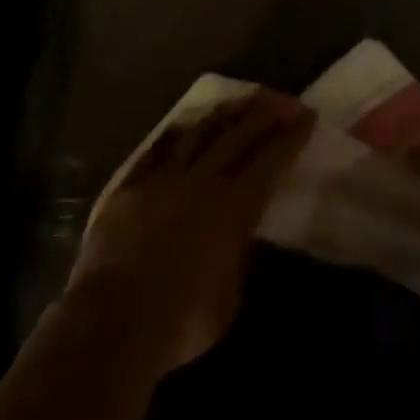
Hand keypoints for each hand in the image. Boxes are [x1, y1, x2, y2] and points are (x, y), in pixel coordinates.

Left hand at [65, 91, 312, 376]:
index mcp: (235, 205)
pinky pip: (155, 149)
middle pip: (238, 135)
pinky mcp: (128, 186)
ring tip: (238, 100)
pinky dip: (174, 134)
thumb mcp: (230, 293)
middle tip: (280, 97)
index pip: (271, 159)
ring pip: (198, 133)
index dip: (291, 135)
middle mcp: (203, 181)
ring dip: (222, 114)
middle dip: (263, 113)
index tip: (306, 114)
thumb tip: (240, 235)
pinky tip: (182, 125)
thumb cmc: (183, 320)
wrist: (113, 322)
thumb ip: (237, 253)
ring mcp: (162, 179)